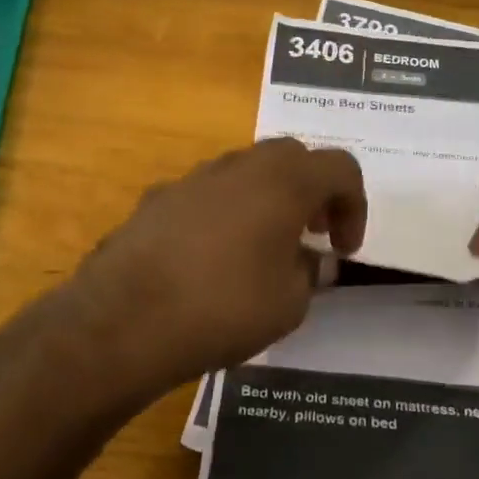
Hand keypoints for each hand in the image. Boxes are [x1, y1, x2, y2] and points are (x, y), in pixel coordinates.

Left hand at [65, 138, 366, 400]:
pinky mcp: (156, 199)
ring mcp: (193, 179)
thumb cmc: (224, 308)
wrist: (124, 320)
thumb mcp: (289, 304)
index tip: (343, 249)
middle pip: (292, 158)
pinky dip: (226, 212)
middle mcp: (240, 166)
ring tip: (265, 247)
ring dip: (268, 199)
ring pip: (246, 171)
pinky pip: (208, 193)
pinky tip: (213, 257)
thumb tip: (311, 261)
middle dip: (313, 192)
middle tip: (312, 234)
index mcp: (284, 182)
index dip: (355, 206)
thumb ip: (310, 274)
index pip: (340, 168)